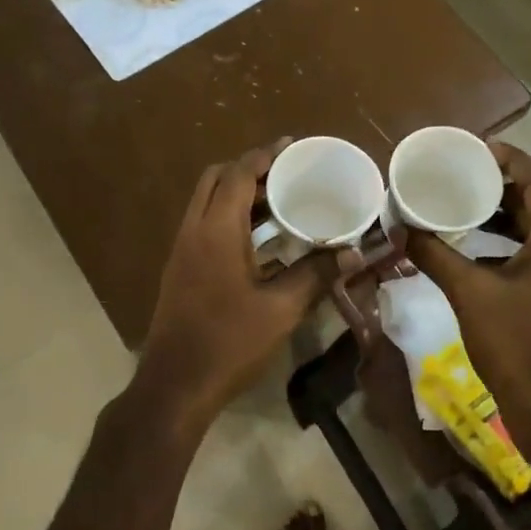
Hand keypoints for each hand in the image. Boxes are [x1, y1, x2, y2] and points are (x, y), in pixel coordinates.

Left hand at [133, 141, 339, 427]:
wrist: (176, 384)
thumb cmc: (229, 342)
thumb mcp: (281, 309)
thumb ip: (317, 274)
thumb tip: (354, 253)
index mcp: (216, 230)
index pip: (239, 174)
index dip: (265, 155)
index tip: (291, 146)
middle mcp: (193, 230)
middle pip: (215, 179)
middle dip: (248, 169)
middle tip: (284, 174)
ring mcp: (182, 249)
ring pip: (206, 202)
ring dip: (237, 193)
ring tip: (278, 200)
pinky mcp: (180, 268)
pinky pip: (203, 224)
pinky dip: (228, 216)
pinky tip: (258, 239)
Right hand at [404, 141, 530, 413]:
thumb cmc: (513, 343)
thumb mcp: (468, 293)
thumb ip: (434, 256)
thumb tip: (401, 229)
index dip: (512, 161)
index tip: (478, 149)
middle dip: (504, 186)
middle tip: (465, 174)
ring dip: (505, 216)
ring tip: (466, 204)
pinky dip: (507, 244)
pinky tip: (475, 249)